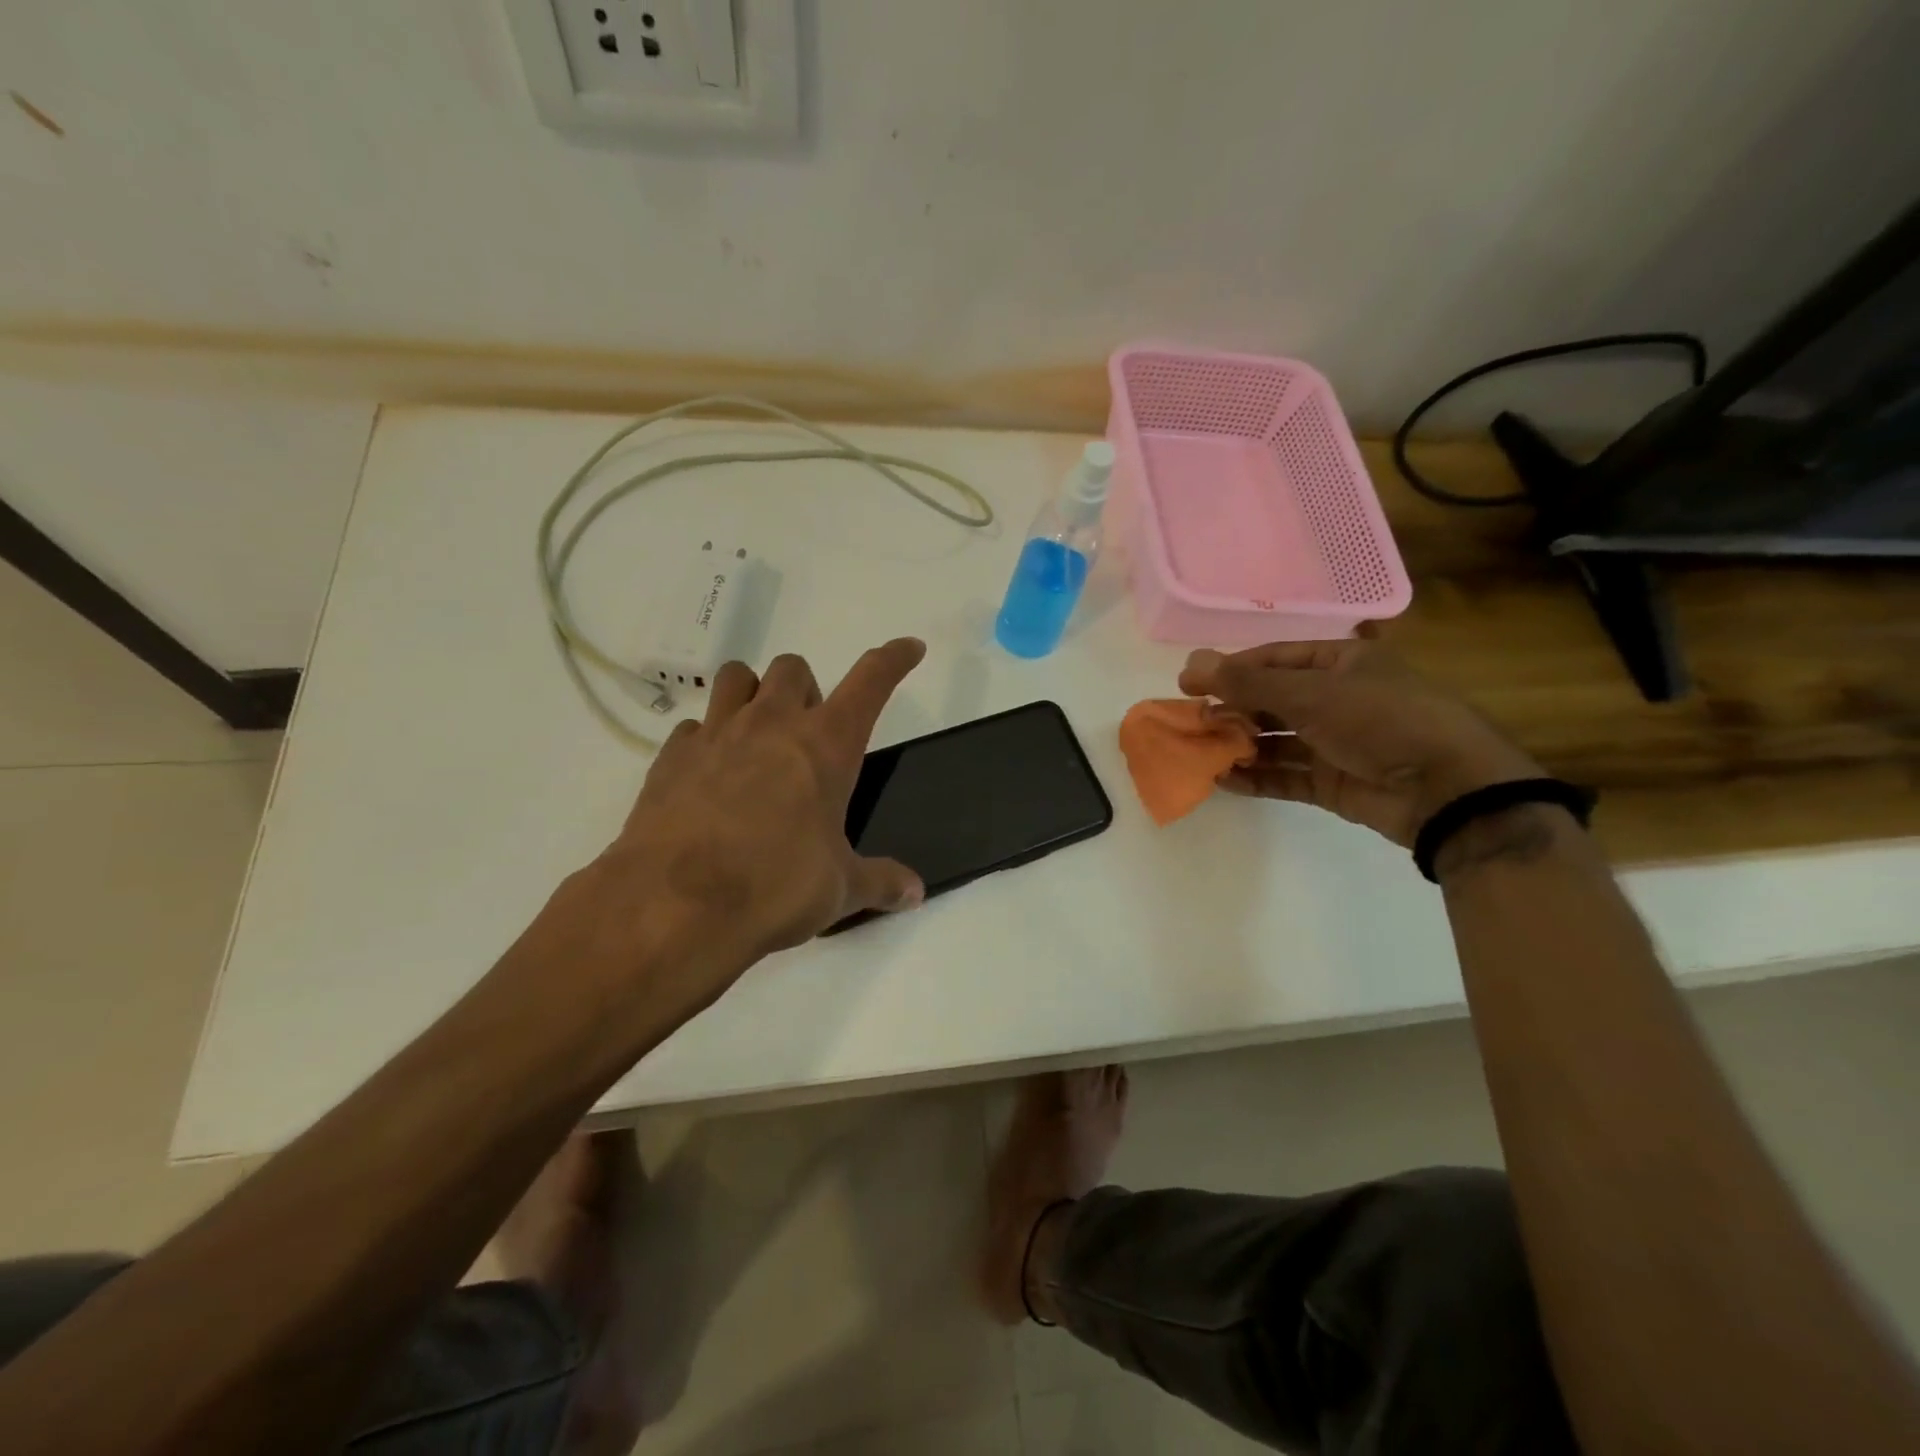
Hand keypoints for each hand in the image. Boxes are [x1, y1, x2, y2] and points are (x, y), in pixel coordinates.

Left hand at [539, 640, 927, 1026]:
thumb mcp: (839, 889)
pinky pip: (694, 726)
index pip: (870, 682)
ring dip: (754, 694)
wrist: (673, 907)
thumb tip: (916, 892)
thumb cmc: (774, 888)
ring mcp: (716, 735)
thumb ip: (880, 881)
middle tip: (809, 735)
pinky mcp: (671, 757)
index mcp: (825, 745)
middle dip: (807, 690)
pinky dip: (708, 739)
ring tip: (758, 736)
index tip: (909, 648)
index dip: (894, 659)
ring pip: (737, 677)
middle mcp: (772, 724)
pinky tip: (711, 775)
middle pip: (794, 668)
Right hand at [1178, 639, 1541, 846]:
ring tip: (1202, 752)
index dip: (1231, 669)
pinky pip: (1285, 776)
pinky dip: (1255, 778)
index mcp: (1341, 663)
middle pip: (1271, 700)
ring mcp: (1335, 742)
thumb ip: (1248, 683)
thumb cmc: (1380, 721)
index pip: (1274, 659)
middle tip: (1193, 722)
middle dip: (1232, 710)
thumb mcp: (1311, 694)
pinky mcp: (1332, 781)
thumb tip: (1191, 662)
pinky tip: (1223, 780)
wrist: (1446, 789)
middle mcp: (1337, 698)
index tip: (1190, 683)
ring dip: (1240, 745)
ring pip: (1275, 740)